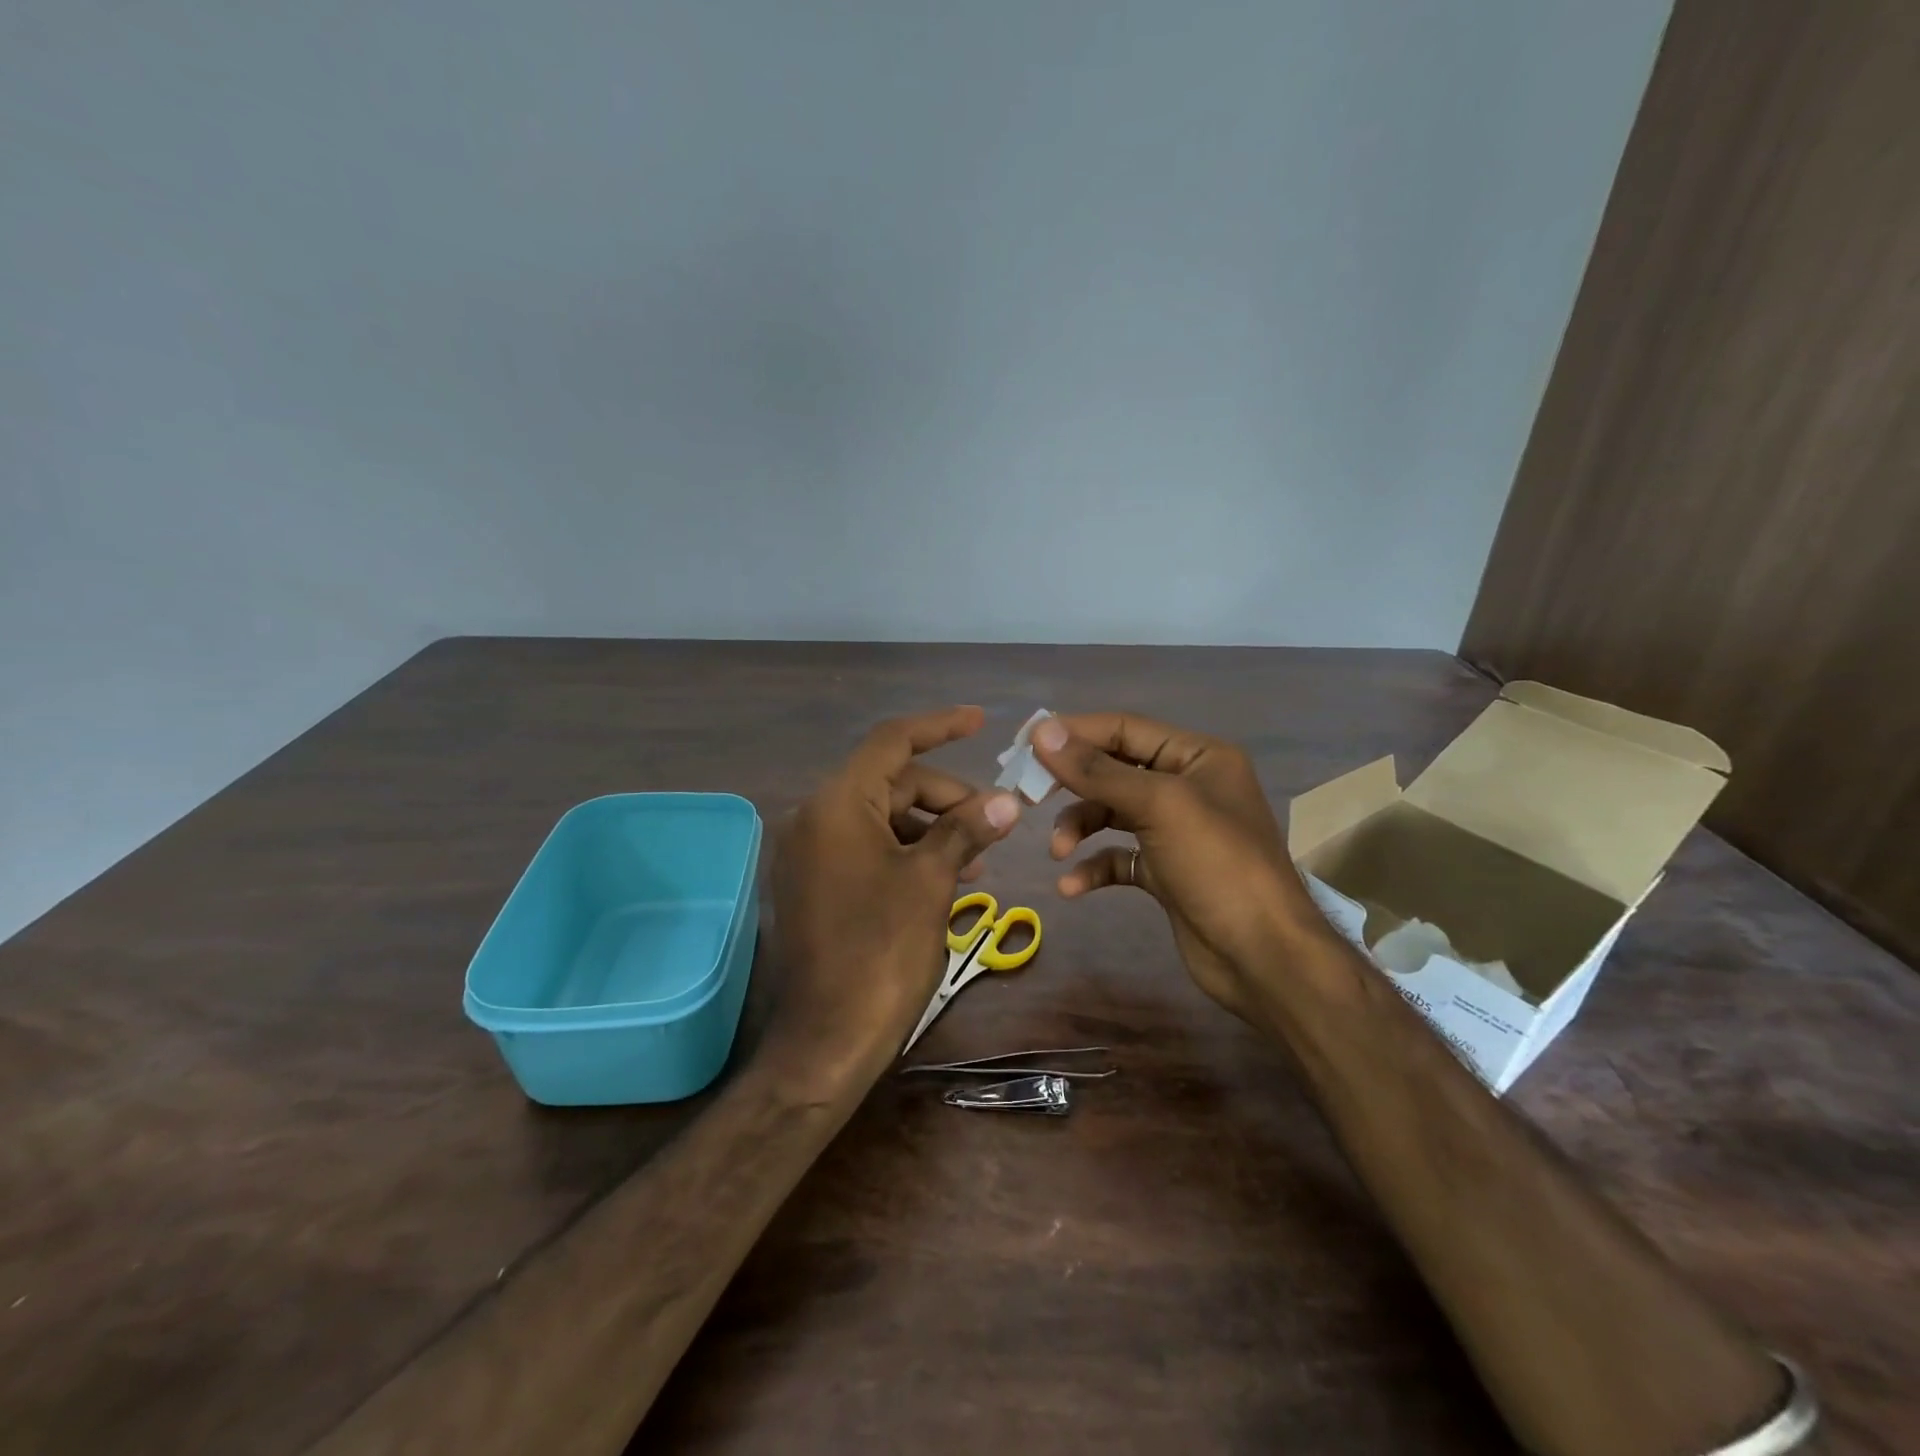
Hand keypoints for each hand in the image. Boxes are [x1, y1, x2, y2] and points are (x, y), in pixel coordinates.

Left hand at [768, 706, 1020, 1091]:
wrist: (827, 1041)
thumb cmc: (881, 952)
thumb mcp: (930, 882)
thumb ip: (966, 829)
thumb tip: (1008, 800)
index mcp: (836, 805)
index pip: (892, 742)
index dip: (939, 726)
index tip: (981, 721)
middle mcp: (814, 818)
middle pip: (889, 782)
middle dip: (944, 795)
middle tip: (994, 822)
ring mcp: (809, 853)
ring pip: (880, 816)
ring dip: (930, 826)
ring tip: (977, 856)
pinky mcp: (813, 883)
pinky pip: (864, 846)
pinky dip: (905, 850)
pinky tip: (942, 875)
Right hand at [1031, 713, 1329, 1025]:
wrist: (1263, 957)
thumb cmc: (1217, 865)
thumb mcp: (1159, 805)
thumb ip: (1098, 770)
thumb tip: (1043, 732)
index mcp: (1198, 756)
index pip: (1125, 728)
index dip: (1074, 733)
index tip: (1024, 743)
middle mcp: (1187, 786)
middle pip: (1114, 770)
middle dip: (1072, 784)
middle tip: (1028, 794)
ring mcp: (1176, 831)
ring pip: (1112, 814)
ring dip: (1080, 827)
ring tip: (1059, 850)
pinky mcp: (1165, 871)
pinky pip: (1118, 857)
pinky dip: (1094, 866)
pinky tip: (1072, 886)